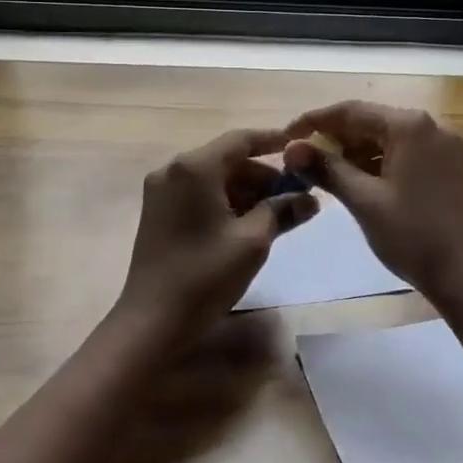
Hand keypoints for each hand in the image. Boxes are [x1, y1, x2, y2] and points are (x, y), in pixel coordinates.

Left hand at [117, 128, 318, 337]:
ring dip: (246, 190)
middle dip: (263, 175)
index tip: (301, 149)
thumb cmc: (204, 276)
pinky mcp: (158, 211)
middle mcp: (174, 169)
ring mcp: (161, 191)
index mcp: (195, 167)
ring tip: (278, 214)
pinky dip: (225, 201)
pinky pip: (199, 193)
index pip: (241, 139)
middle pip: (227, 159)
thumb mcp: (253, 242)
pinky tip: (248, 224)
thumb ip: (282, 211)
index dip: (273, 141)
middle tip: (296, 195)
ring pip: (214, 178)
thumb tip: (311, 198)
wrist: (151, 322)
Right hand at [282, 102, 462, 302]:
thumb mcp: (363, 200)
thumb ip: (326, 169)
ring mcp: (443, 147)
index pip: (351, 111)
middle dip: (334, 138)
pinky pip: (404, 153)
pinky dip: (378, 163)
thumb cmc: (413, 235)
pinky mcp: (448, 167)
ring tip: (325, 173)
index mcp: (409, 126)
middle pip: (370, 121)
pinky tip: (358, 182)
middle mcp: (430, 126)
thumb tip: (290, 148)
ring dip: (355, 152)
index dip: (314, 121)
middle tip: (302, 159)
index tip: (285, 137)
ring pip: (387, 139)